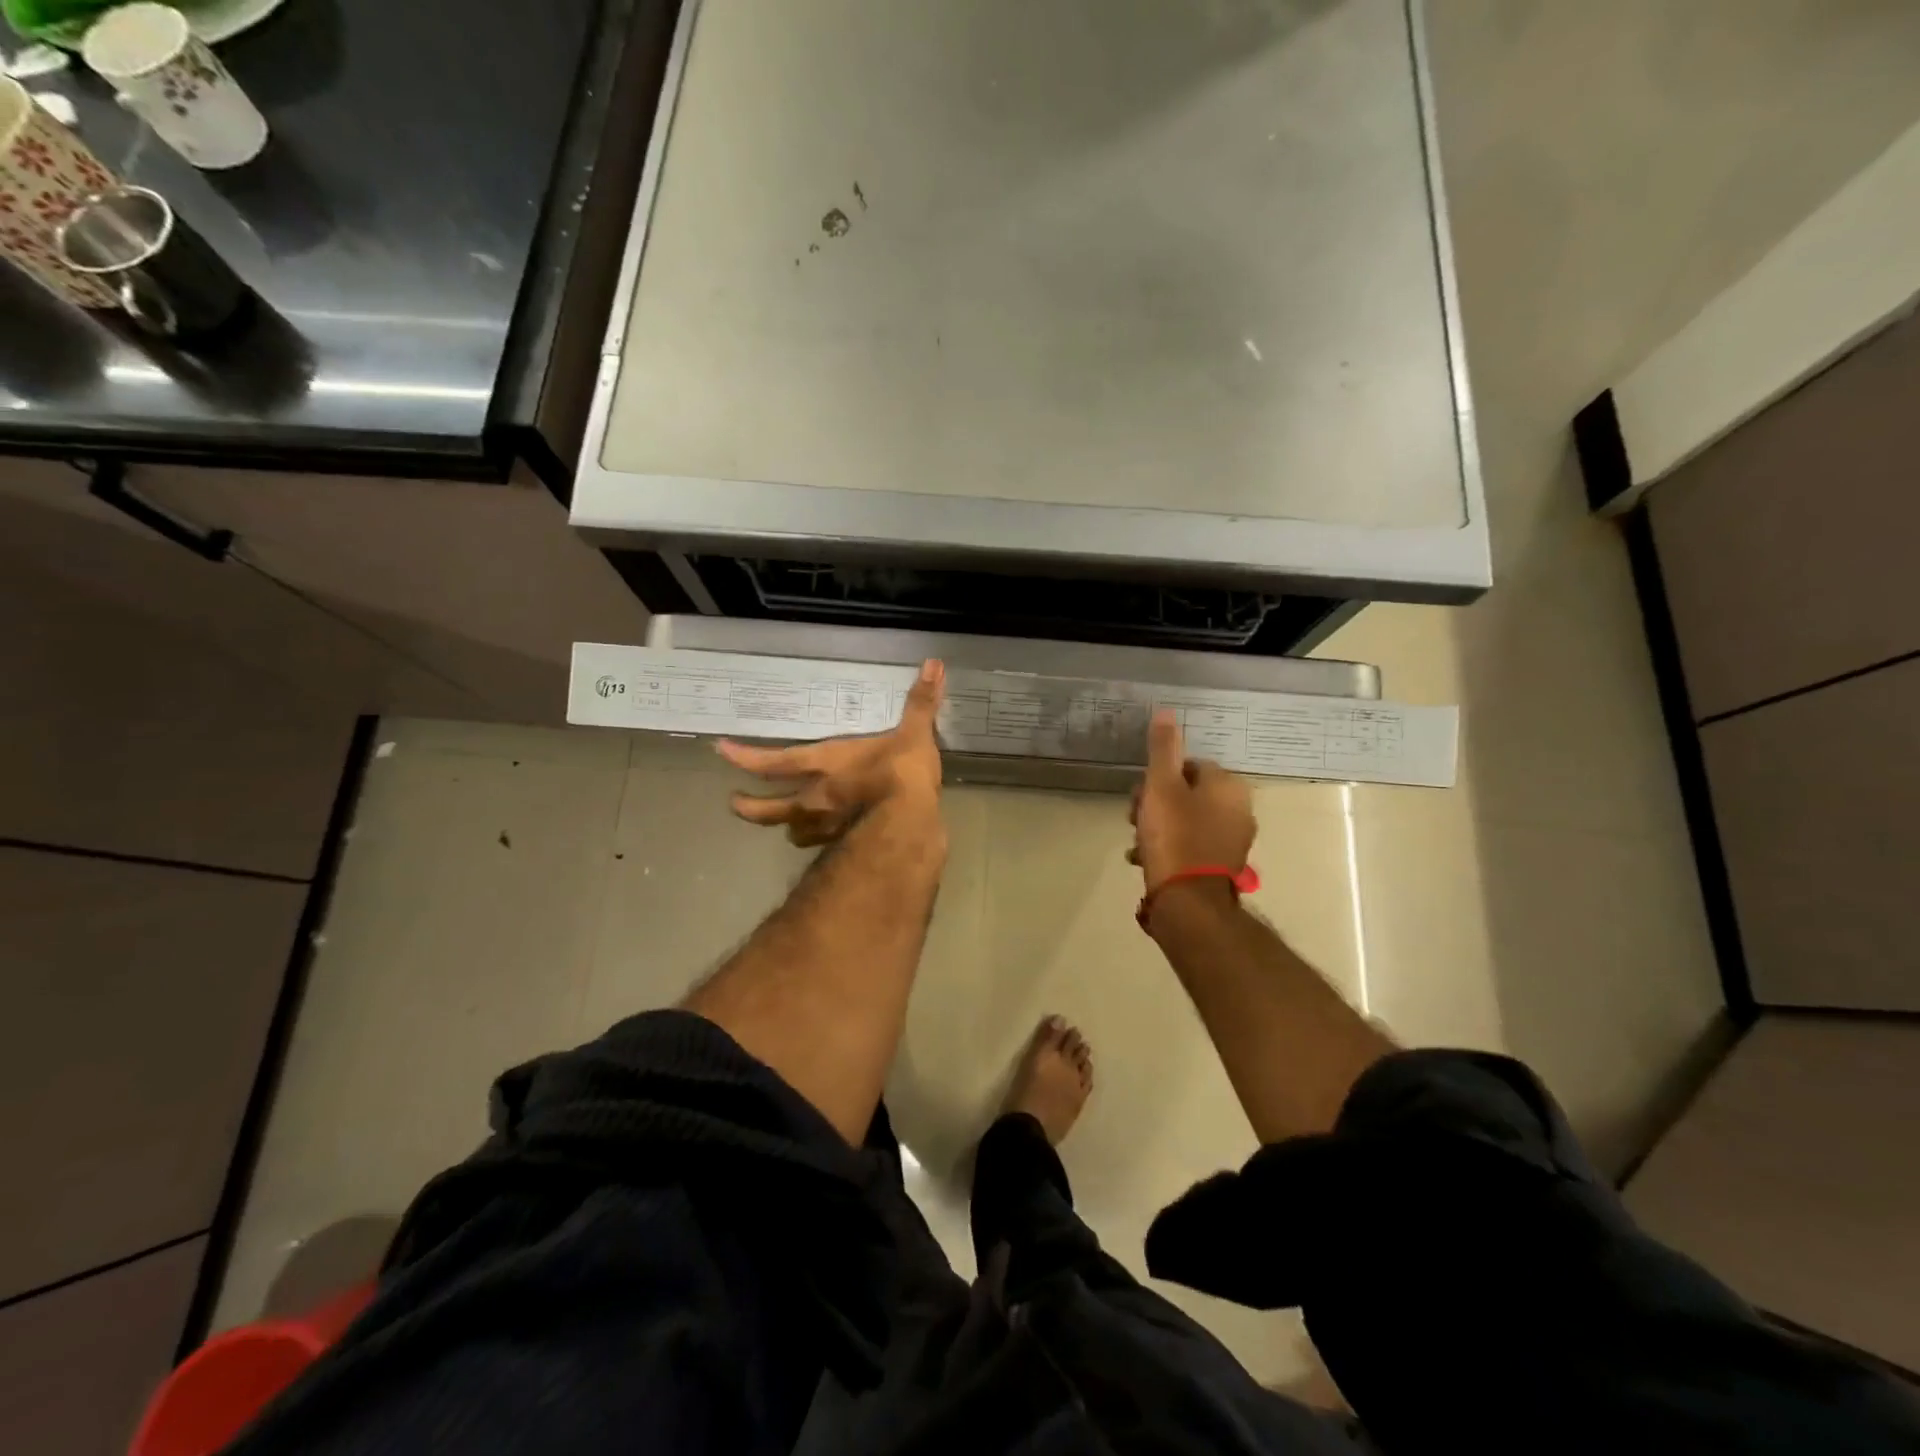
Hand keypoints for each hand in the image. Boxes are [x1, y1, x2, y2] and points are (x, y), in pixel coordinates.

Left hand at [717, 660, 945, 846]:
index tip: (721, 751)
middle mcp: (815, 799)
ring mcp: (826, 830)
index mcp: (824, 765)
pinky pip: (822, 847)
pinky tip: (827, 843)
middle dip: (749, 806)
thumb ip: (921, 702)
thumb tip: (934, 663)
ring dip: (786, 827)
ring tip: (785, 825)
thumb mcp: (914, 734)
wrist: (910, 828)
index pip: (773, 761)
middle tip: (733, 803)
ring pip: (792, 832)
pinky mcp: (844, 850)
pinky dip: (819, 844)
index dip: (745, 757)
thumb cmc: (901, 775)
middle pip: (768, 808)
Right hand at [1129, 710, 1254, 887]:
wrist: (1188, 901)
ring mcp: (1233, 841)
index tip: (1140, 794)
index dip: (1160, 777)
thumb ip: (1164, 749)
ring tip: (1137, 844)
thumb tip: (1167, 712)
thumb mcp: (1161, 786)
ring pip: (1187, 821)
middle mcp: (1239, 811)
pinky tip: (1147, 861)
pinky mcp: (1222, 867)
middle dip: (1156, 804)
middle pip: (1188, 794)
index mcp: (1229, 787)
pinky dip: (1170, 849)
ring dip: (1159, 828)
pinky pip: (1191, 847)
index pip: (1190, 766)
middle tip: (1134, 818)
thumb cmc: (1174, 836)